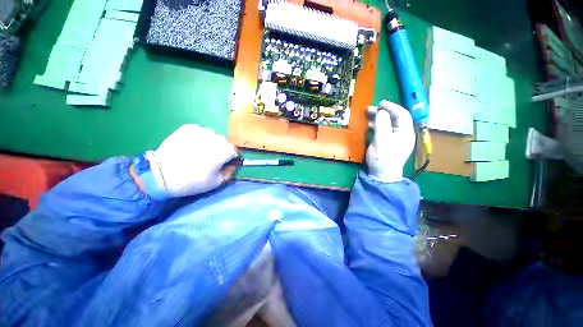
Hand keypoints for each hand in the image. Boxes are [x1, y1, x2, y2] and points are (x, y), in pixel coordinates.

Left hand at [139, 124, 237, 197]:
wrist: (160, 174)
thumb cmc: (192, 181)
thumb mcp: (216, 182)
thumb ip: (229, 172)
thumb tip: (233, 165)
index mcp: (224, 151)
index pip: (234, 151)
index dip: (231, 158)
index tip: (225, 163)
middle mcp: (216, 138)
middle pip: (224, 142)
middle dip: (221, 149)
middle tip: (210, 159)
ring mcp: (201, 131)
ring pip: (212, 136)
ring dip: (210, 142)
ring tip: (199, 151)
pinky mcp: (188, 128)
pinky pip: (200, 131)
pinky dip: (199, 137)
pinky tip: (191, 145)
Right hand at [366, 100, 415, 182]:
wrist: (383, 175)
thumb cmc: (383, 158)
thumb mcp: (381, 141)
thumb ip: (382, 125)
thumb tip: (381, 112)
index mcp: (406, 132)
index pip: (402, 114)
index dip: (392, 107)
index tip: (380, 103)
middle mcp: (403, 134)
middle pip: (395, 118)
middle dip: (383, 112)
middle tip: (370, 109)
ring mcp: (396, 139)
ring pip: (389, 124)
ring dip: (379, 118)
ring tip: (367, 115)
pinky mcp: (389, 143)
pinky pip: (385, 130)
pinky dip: (377, 126)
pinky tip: (369, 126)